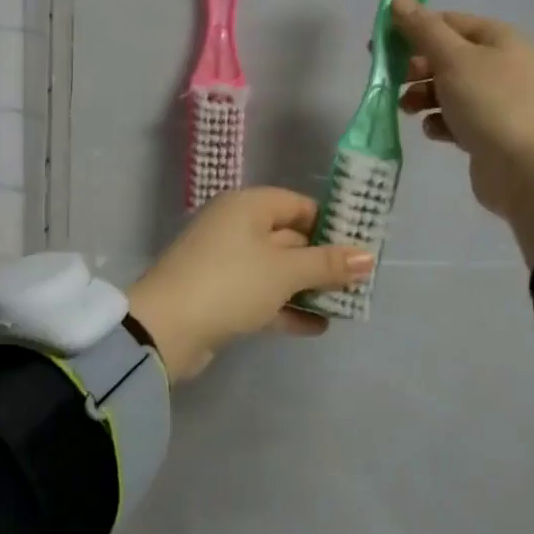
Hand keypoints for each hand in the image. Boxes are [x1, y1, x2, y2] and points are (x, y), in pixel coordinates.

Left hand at [127, 188, 373, 381]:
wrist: (165, 329)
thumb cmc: (230, 283)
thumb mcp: (284, 271)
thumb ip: (326, 263)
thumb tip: (368, 256)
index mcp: (247, 207)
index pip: (297, 205)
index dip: (329, 223)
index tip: (360, 247)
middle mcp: (235, 228)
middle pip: (288, 237)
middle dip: (322, 260)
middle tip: (360, 281)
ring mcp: (226, 263)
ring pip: (276, 270)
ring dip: (307, 287)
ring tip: (345, 306)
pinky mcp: (221, 296)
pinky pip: (262, 295)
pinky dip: (287, 307)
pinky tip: (317, 327)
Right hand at [391, 0, 533, 264]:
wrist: (530, 171)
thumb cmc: (491, 104)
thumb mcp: (453, 59)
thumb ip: (422, 29)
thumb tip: (399, 0)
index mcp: (499, 39)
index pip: (448, 22)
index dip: (413, 29)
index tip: (382, 46)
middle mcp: (501, 65)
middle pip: (446, 56)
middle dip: (416, 68)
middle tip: (393, 80)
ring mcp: (497, 101)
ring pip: (448, 89)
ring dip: (422, 96)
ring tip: (409, 110)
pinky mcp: (490, 132)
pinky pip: (456, 118)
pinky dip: (441, 122)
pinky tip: (436, 132)